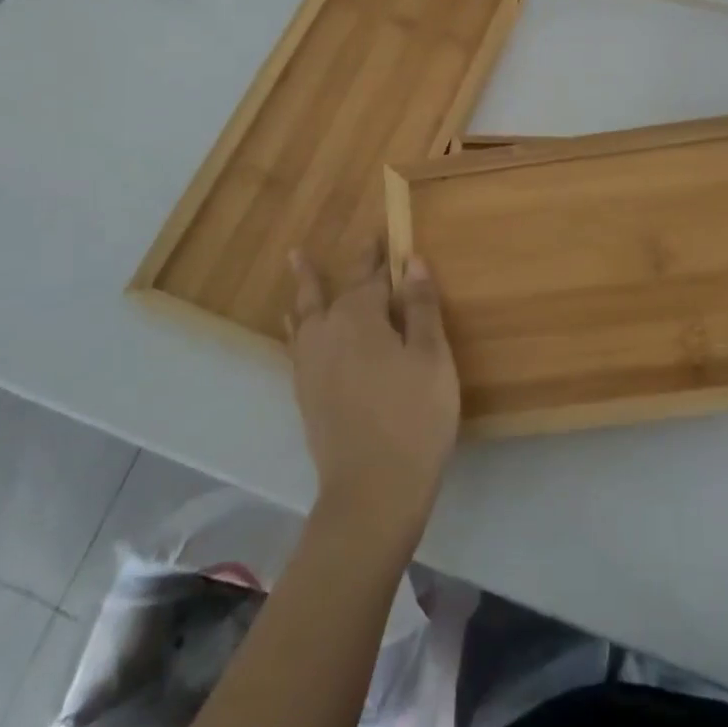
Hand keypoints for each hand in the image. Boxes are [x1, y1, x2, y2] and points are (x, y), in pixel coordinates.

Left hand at [285, 249, 459, 544]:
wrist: (372, 492)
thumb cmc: (414, 416)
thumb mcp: (431, 356)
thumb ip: (420, 306)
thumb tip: (412, 261)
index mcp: (359, 317)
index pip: (372, 275)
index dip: (381, 255)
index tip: (385, 234)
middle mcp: (327, 332)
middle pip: (332, 289)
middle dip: (344, 266)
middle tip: (347, 244)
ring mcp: (310, 364)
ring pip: (306, 312)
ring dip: (306, 287)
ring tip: (296, 263)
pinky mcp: (305, 393)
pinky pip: (298, 341)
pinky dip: (298, 324)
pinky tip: (298, 327)